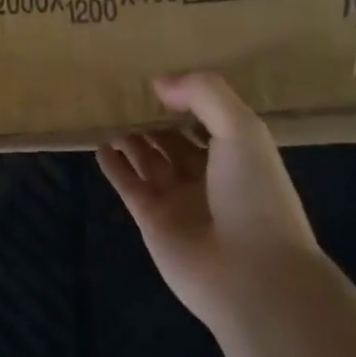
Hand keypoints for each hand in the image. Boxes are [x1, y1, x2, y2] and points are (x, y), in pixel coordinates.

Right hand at [98, 72, 319, 334]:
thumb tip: (160, 82)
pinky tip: (100, 147)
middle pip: (175, 142)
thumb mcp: (241, 128)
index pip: (208, 121)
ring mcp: (178, 201)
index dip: (188, 100)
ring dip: (132, 140)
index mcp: (237, 157)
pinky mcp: (152, 221)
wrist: (253, 276)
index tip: (163, 80)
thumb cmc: (255, 196)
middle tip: (126, 94)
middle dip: (155, 120)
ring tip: (110, 115)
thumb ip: (203, 94)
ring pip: (149, 161)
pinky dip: (114, 167)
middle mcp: (208, 178)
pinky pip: (128, 186)